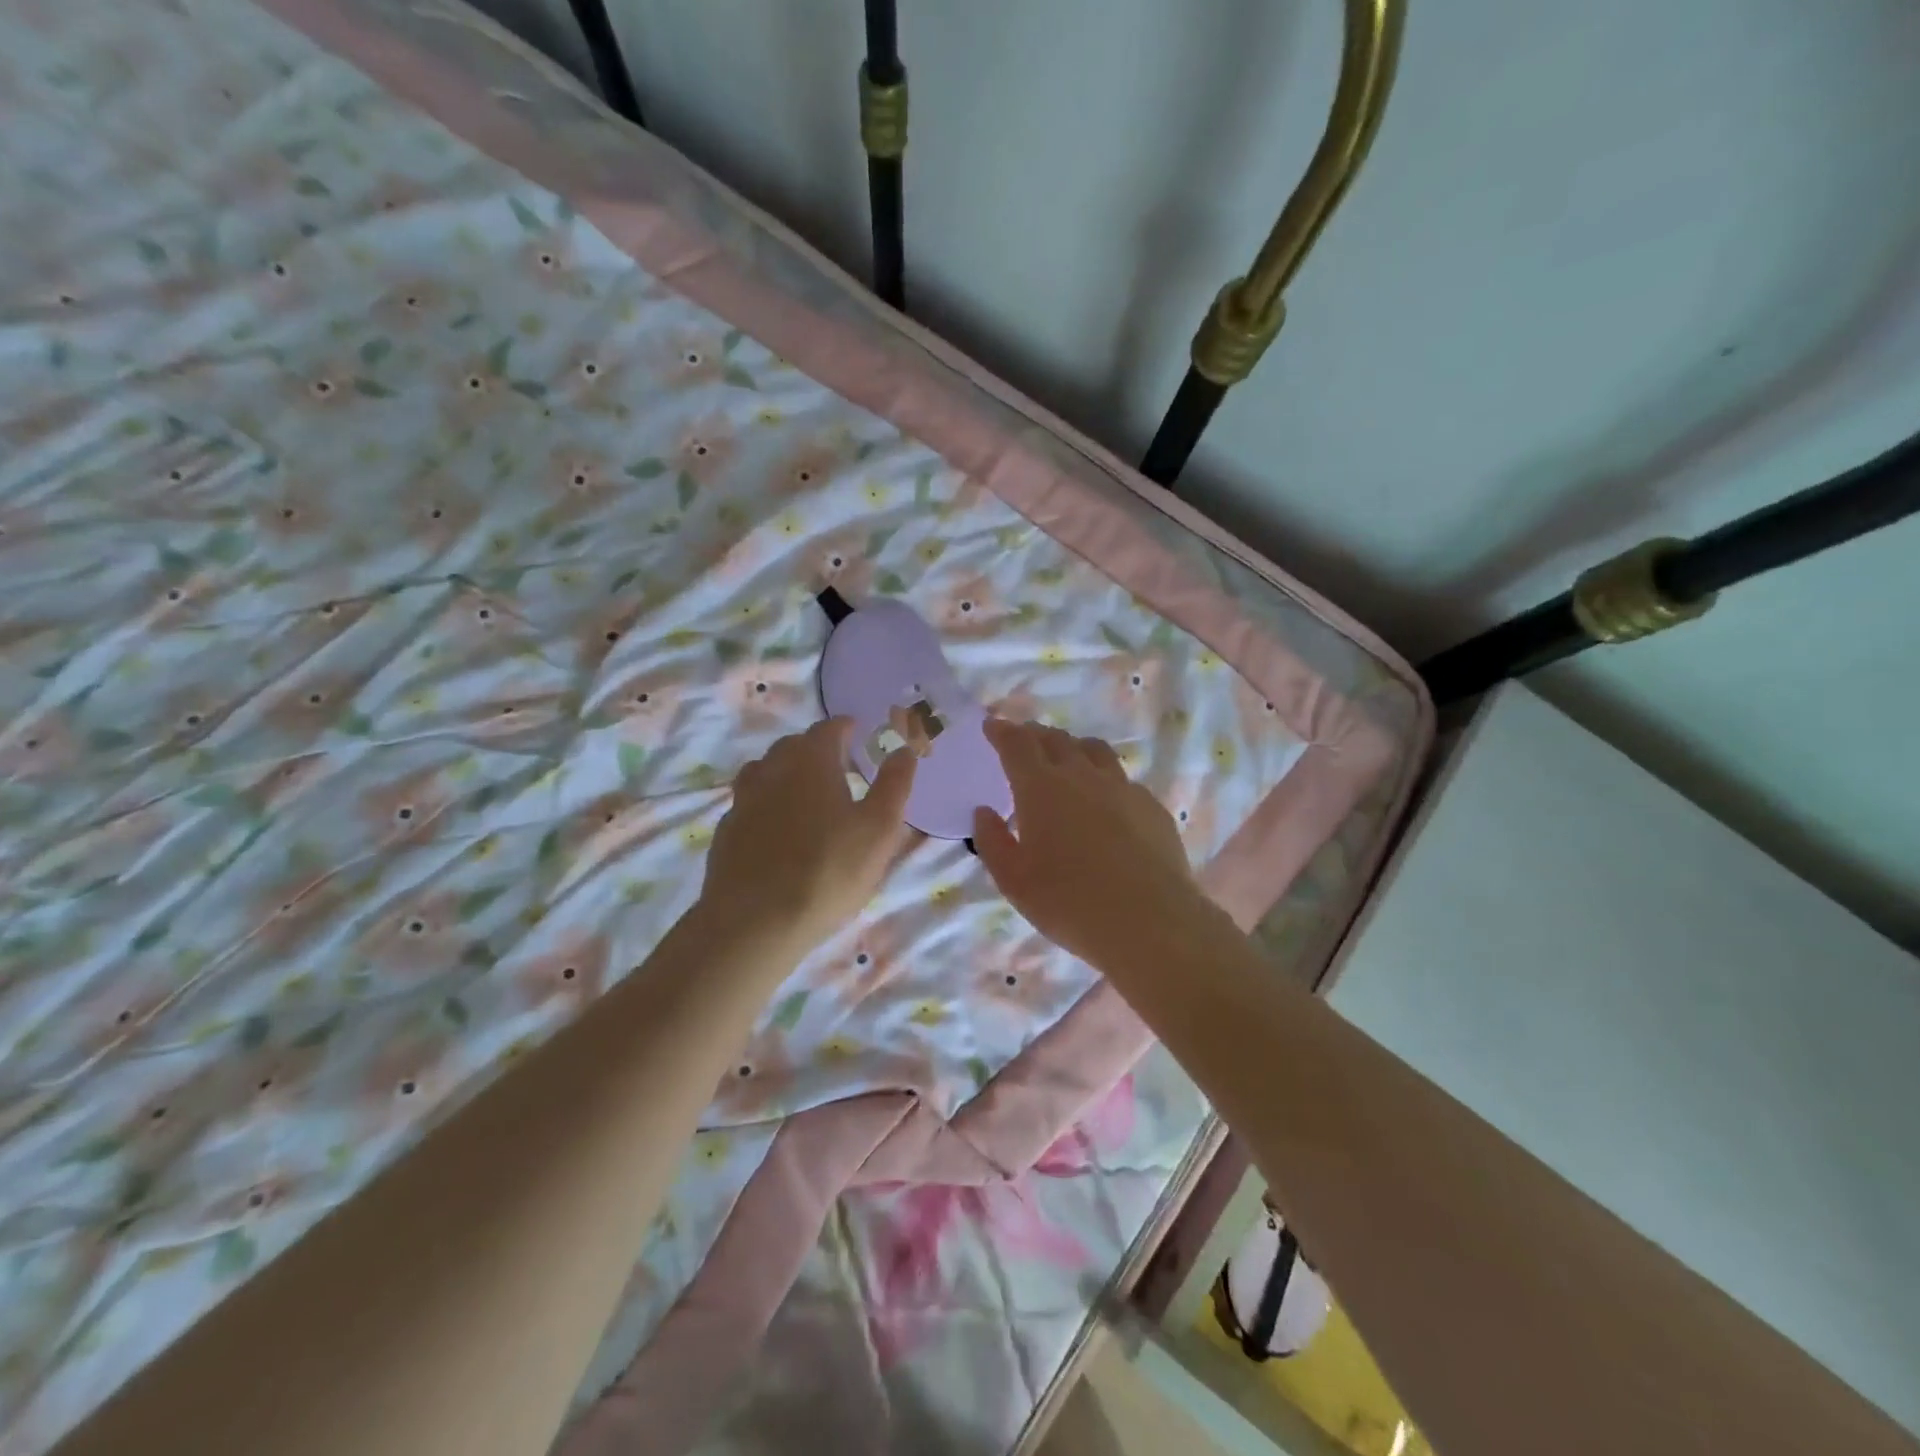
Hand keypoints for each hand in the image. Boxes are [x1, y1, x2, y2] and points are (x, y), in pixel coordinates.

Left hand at [698, 718, 918, 955]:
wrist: (754, 922)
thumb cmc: (828, 871)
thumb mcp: (879, 830)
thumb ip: (894, 785)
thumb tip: (904, 750)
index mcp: (811, 761)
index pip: (828, 729)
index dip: (844, 727)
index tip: (856, 731)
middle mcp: (772, 770)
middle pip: (793, 746)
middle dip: (817, 748)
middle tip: (839, 766)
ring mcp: (743, 800)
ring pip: (765, 771)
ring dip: (787, 772)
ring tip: (805, 792)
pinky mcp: (727, 832)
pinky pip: (749, 803)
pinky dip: (766, 803)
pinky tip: (777, 827)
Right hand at [972, 719, 1224, 974]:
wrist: (1149, 921)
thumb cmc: (1069, 902)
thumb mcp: (1014, 880)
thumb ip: (993, 841)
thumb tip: (984, 812)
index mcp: (1041, 788)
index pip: (1017, 744)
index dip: (1002, 731)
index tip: (992, 725)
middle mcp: (1082, 776)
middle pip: (1056, 740)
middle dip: (1035, 735)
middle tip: (1025, 740)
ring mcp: (1122, 787)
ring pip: (1095, 751)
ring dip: (1073, 747)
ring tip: (1067, 757)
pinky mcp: (1151, 806)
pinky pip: (1123, 779)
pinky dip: (1105, 778)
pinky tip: (1106, 800)